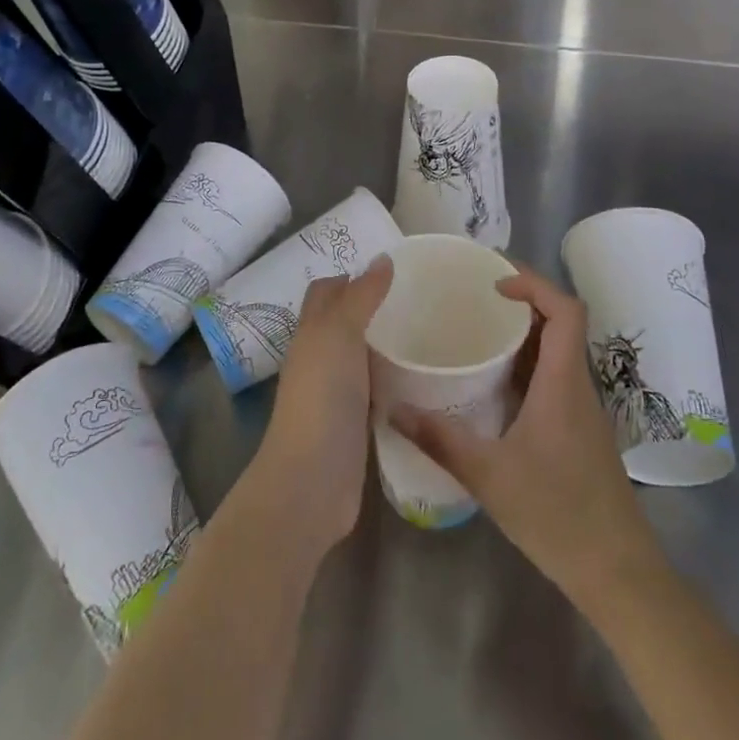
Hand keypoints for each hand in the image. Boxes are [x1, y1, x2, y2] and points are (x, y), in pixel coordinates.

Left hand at [247, 255, 393, 556]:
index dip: (350, 277)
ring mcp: (335, 394)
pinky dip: (394, 380)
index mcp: (311, 332)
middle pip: (343, 322)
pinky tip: (422, 378)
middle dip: (372, 308)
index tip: (389, 270)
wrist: (312, 481)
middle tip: (417, 299)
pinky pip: (375, 390)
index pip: (326, 291)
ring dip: (386, 345)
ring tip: (427, 333)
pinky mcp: (354, 425)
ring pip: (361, 357)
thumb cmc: (322, 397)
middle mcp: (319, 358)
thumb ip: (361, 296)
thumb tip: (383, 258)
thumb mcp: (340, 334)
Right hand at [392, 270, 654, 604]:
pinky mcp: (580, 431)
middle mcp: (577, 385)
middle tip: (475, 298)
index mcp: (563, 382)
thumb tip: (392, 408)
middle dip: (522, 301)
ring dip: (524, 333)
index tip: (494, 284)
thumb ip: (439, 440)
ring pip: (558, 351)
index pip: (566, 310)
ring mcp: (582, 410)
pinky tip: (495, 385)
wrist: (618, 573)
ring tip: (478, 331)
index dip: (534, 284)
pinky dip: (527, 364)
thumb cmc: (557, 515)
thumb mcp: (489, 476)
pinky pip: (554, 378)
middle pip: (561, 323)